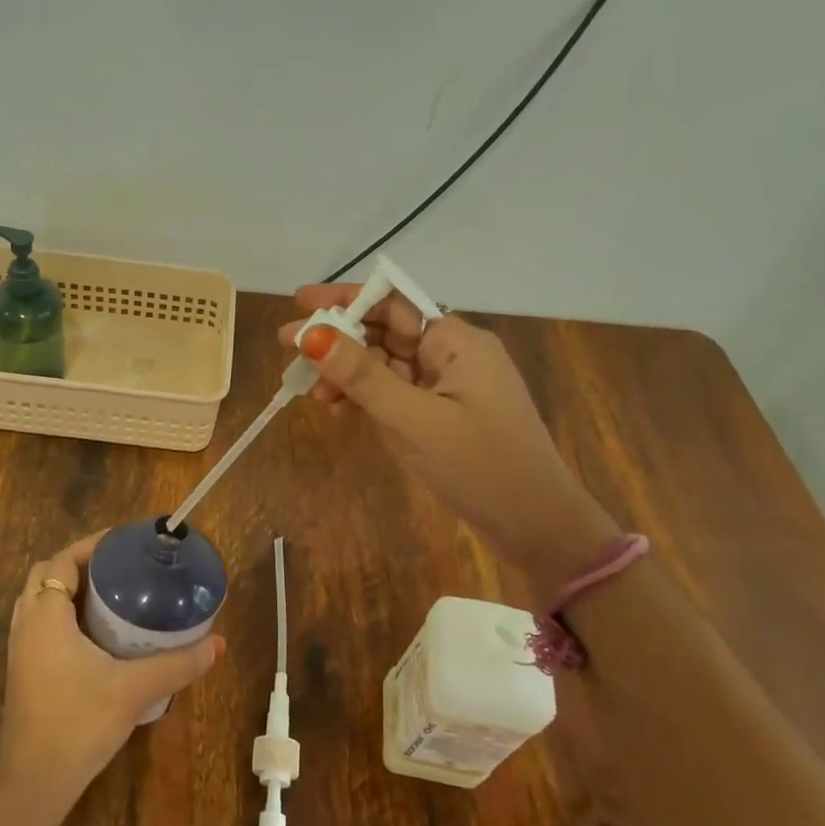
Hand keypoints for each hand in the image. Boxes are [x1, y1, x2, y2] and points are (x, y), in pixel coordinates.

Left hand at [0, 533, 225, 809]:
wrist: (35, 785)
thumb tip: (217, 644)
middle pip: (46, 574)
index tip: (124, 543)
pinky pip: (38, 624)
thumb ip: (177, 664)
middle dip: (80, 564)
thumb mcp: (134, 690)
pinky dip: (61, 613)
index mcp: (45, 616)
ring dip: (67, 589)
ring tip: (109, 594)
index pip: (61, 561)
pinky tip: (93, 633)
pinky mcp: (22, 671)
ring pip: (38, 600)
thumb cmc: (79, 724)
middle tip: (120, 568)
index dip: (91, 546)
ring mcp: (19, 650)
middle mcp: (26, 625)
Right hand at [279, 287, 619, 595]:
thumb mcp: (414, 420)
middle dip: (337, 338)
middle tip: (287, 346)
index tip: (299, 303)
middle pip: (385, 331)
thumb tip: (311, 334)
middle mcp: (452, 353)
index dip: (344, 299)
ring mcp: (448, 385)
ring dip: (348, 373)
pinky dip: (366, 397)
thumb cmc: (480, 466)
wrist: (537, 526)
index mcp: (456, 341)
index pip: (392, 302)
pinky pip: (396, 393)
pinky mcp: (443, 414)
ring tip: (311, 391)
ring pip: (386, 365)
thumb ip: (362, 376)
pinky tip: (337, 408)